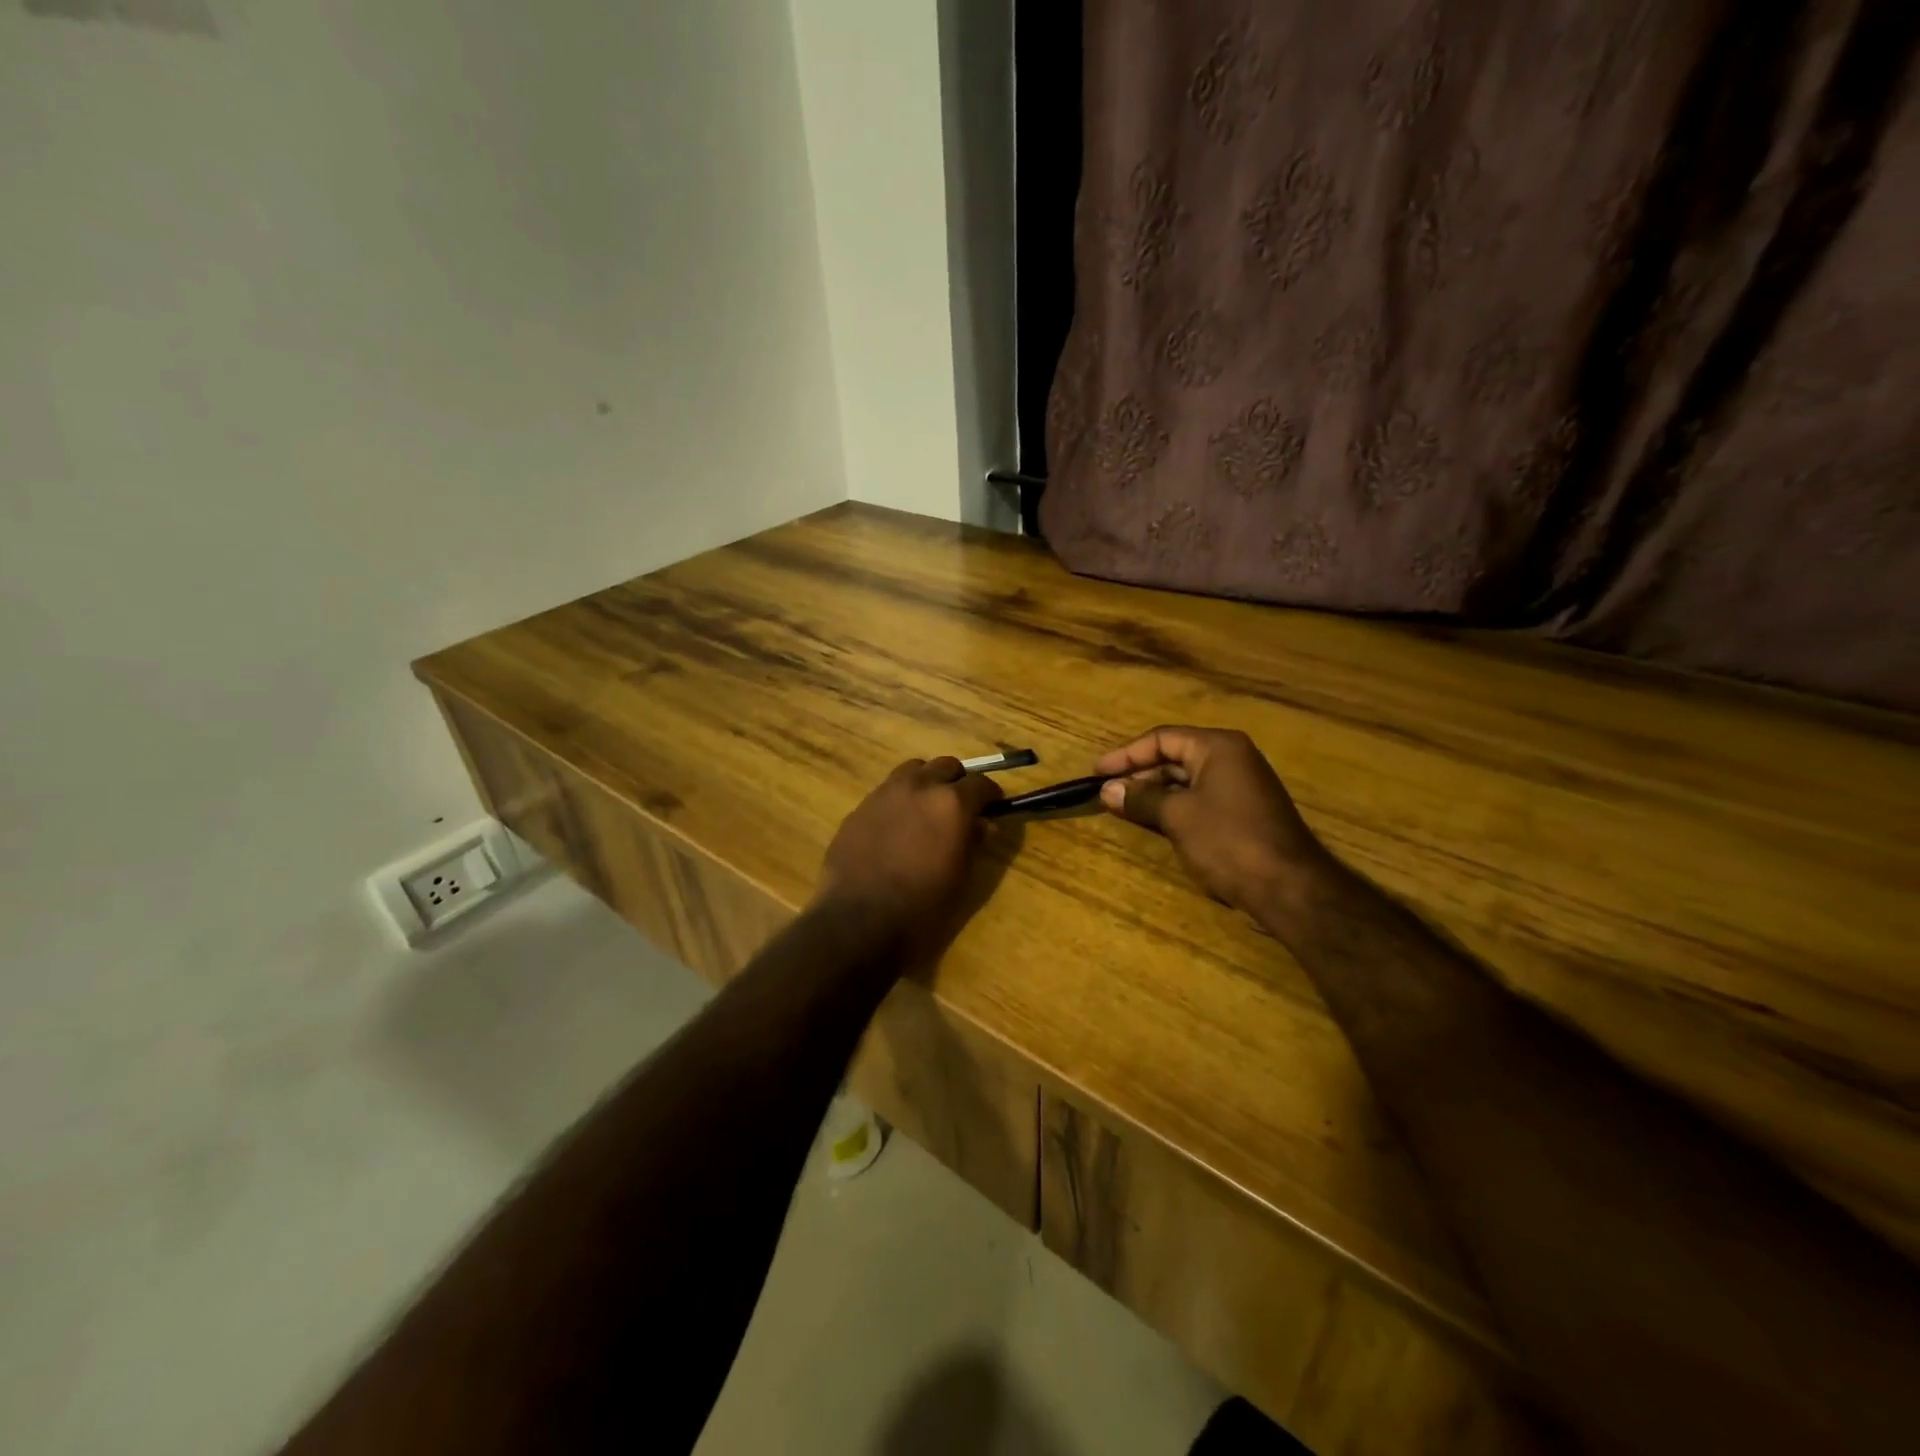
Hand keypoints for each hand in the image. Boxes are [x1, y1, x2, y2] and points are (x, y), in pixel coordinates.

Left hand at [818, 758, 1003, 934]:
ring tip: (927, 808)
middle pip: (946, 766)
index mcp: (951, 803)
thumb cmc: (922, 906)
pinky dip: (899, 799)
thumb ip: (974, 843)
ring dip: (926, 782)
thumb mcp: (960, 878)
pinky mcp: (859, 807)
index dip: (990, 794)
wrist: (858, 919)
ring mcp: (885, 793)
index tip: (993, 806)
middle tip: (961, 805)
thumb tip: (984, 824)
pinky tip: (897, 826)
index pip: (980, 783)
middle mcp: (919, 787)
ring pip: (913, 770)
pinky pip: (886, 791)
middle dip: (958, 781)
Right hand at [1096, 726, 1328, 913]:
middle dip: (1139, 774)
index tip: (1097, 772)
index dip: (1126, 755)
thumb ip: (1141, 798)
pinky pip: (1200, 800)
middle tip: (1107, 792)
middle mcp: (1231, 759)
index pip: (1162, 738)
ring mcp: (1240, 787)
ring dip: (1154, 793)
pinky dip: (1174, 807)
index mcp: (1218, 747)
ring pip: (1186, 780)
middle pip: (1174, 756)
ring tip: (1123, 807)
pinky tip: (1154, 822)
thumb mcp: (1177, 816)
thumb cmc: (1229, 841)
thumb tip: (1108, 790)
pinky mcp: (1244, 813)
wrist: (1289, 888)